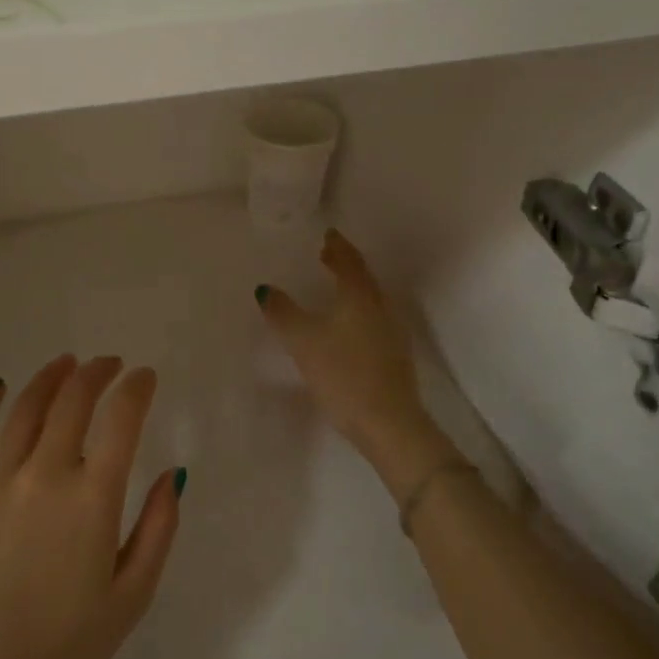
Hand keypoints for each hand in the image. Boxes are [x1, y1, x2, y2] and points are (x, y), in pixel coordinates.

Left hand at [0, 355, 181, 658]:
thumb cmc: (65, 645)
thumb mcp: (131, 597)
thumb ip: (158, 529)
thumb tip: (174, 474)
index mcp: (92, 499)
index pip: (121, 420)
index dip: (136, 389)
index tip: (145, 377)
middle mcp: (45, 475)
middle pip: (73, 401)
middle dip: (97, 373)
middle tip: (109, 364)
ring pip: (26, 407)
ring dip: (51, 377)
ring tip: (67, 363)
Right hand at [257, 229, 457, 494]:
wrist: (389, 424)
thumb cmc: (344, 374)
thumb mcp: (303, 341)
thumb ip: (283, 312)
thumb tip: (265, 289)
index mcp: (360, 296)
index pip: (349, 260)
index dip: (337, 246)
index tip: (325, 234)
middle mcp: (380, 307)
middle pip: (362, 277)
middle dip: (344, 264)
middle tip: (324, 255)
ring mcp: (391, 333)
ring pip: (369, 299)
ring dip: (351, 287)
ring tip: (331, 286)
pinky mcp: (393, 356)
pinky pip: (372, 319)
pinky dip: (356, 310)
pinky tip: (344, 325)